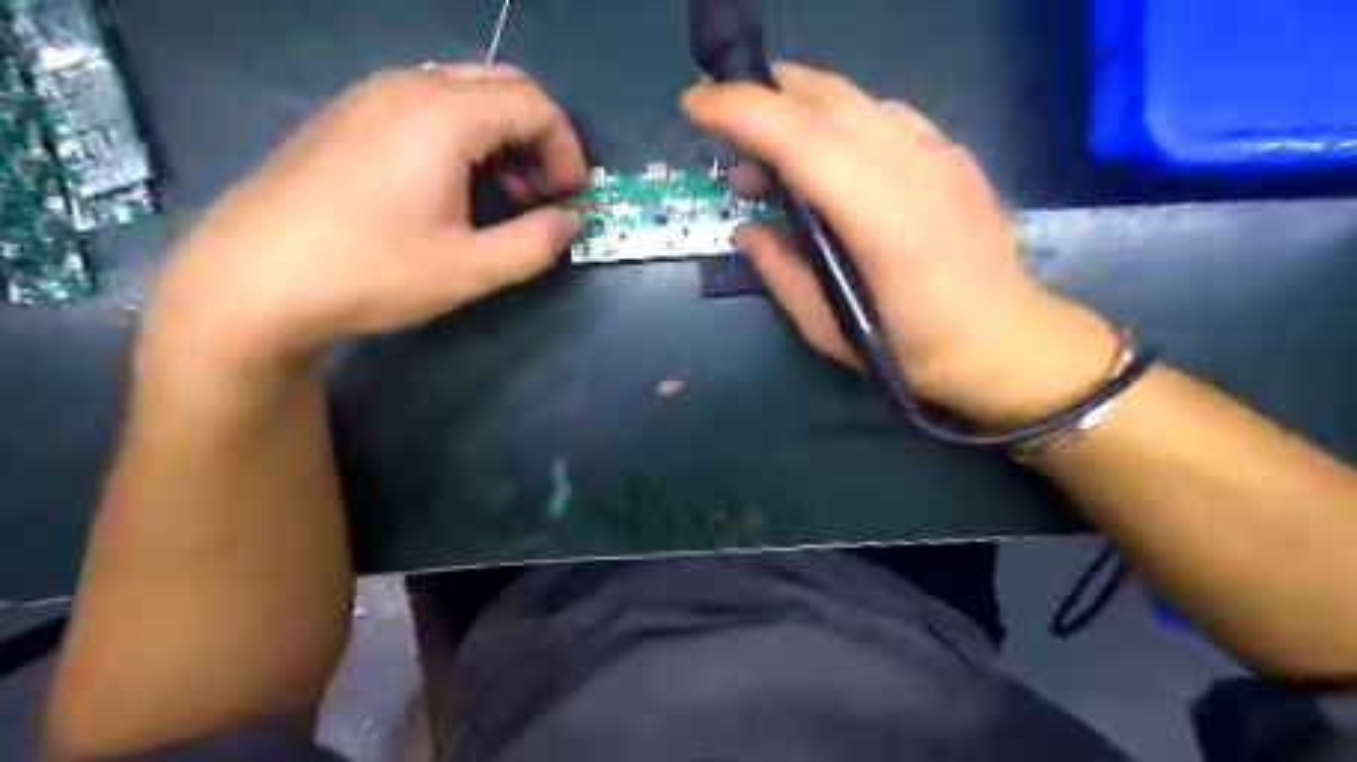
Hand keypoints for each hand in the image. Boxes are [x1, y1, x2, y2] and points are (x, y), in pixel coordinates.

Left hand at [145, 65, 586, 374]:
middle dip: (538, 138)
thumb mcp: (470, 269)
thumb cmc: (370, 272)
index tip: (568, 199)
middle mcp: (408, 87)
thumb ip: (535, 243)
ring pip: (464, 91)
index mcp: (444, 116)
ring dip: (501, 137)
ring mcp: (370, 95)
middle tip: (539, 194)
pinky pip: (426, 104)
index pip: (535, 105)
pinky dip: (462, 135)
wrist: (251, 278)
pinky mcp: (347, 115)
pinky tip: (450, 187)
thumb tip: (571, 220)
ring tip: (499, 196)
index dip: (567, 150)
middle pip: (503, 86)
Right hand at [685, 61, 1119, 424]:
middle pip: (825, 100)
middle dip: (763, 95)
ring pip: (856, 99)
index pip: (800, 139)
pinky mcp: (952, 153)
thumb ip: (780, 273)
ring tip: (770, 147)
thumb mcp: (829, 329)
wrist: (1007, 341)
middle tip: (726, 127)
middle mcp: (912, 168)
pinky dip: (841, 119)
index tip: (695, 104)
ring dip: (799, 105)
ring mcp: (939, 153)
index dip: (742, 112)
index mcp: (880, 218)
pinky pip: (885, 114)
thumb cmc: (914, 349)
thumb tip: (746, 229)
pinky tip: (829, 153)